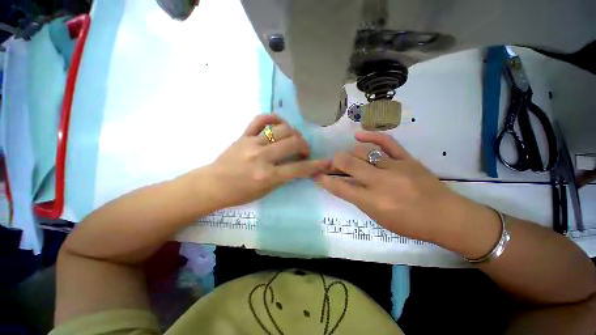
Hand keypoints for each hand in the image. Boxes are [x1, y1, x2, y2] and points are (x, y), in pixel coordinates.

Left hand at [203, 114, 329, 207]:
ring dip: (293, 133)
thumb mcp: (266, 191)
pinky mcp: (243, 135)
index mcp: (267, 176)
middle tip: (303, 151)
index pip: (298, 169)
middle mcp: (261, 157)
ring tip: (293, 139)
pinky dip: (273, 118)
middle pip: (293, 143)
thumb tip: (299, 165)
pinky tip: (279, 124)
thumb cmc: (240, 193)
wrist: (213, 185)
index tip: (326, 162)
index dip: (316, 165)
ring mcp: (251, 143)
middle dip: (304, 146)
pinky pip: (260, 119)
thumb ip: (284, 176)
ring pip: (281, 129)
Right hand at [316, 132, 481, 243]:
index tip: (317, 175)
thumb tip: (342, 185)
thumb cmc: (410, 224)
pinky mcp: (407, 159)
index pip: (341, 187)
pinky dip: (371, 136)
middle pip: (349, 163)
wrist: (446, 217)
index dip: (325, 180)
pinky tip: (359, 135)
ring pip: (363, 152)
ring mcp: (395, 167)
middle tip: (330, 163)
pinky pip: (387, 142)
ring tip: (346, 158)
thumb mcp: (378, 217)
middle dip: (334, 161)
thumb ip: (358, 199)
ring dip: (350, 154)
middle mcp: (381, 182)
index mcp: (373, 202)